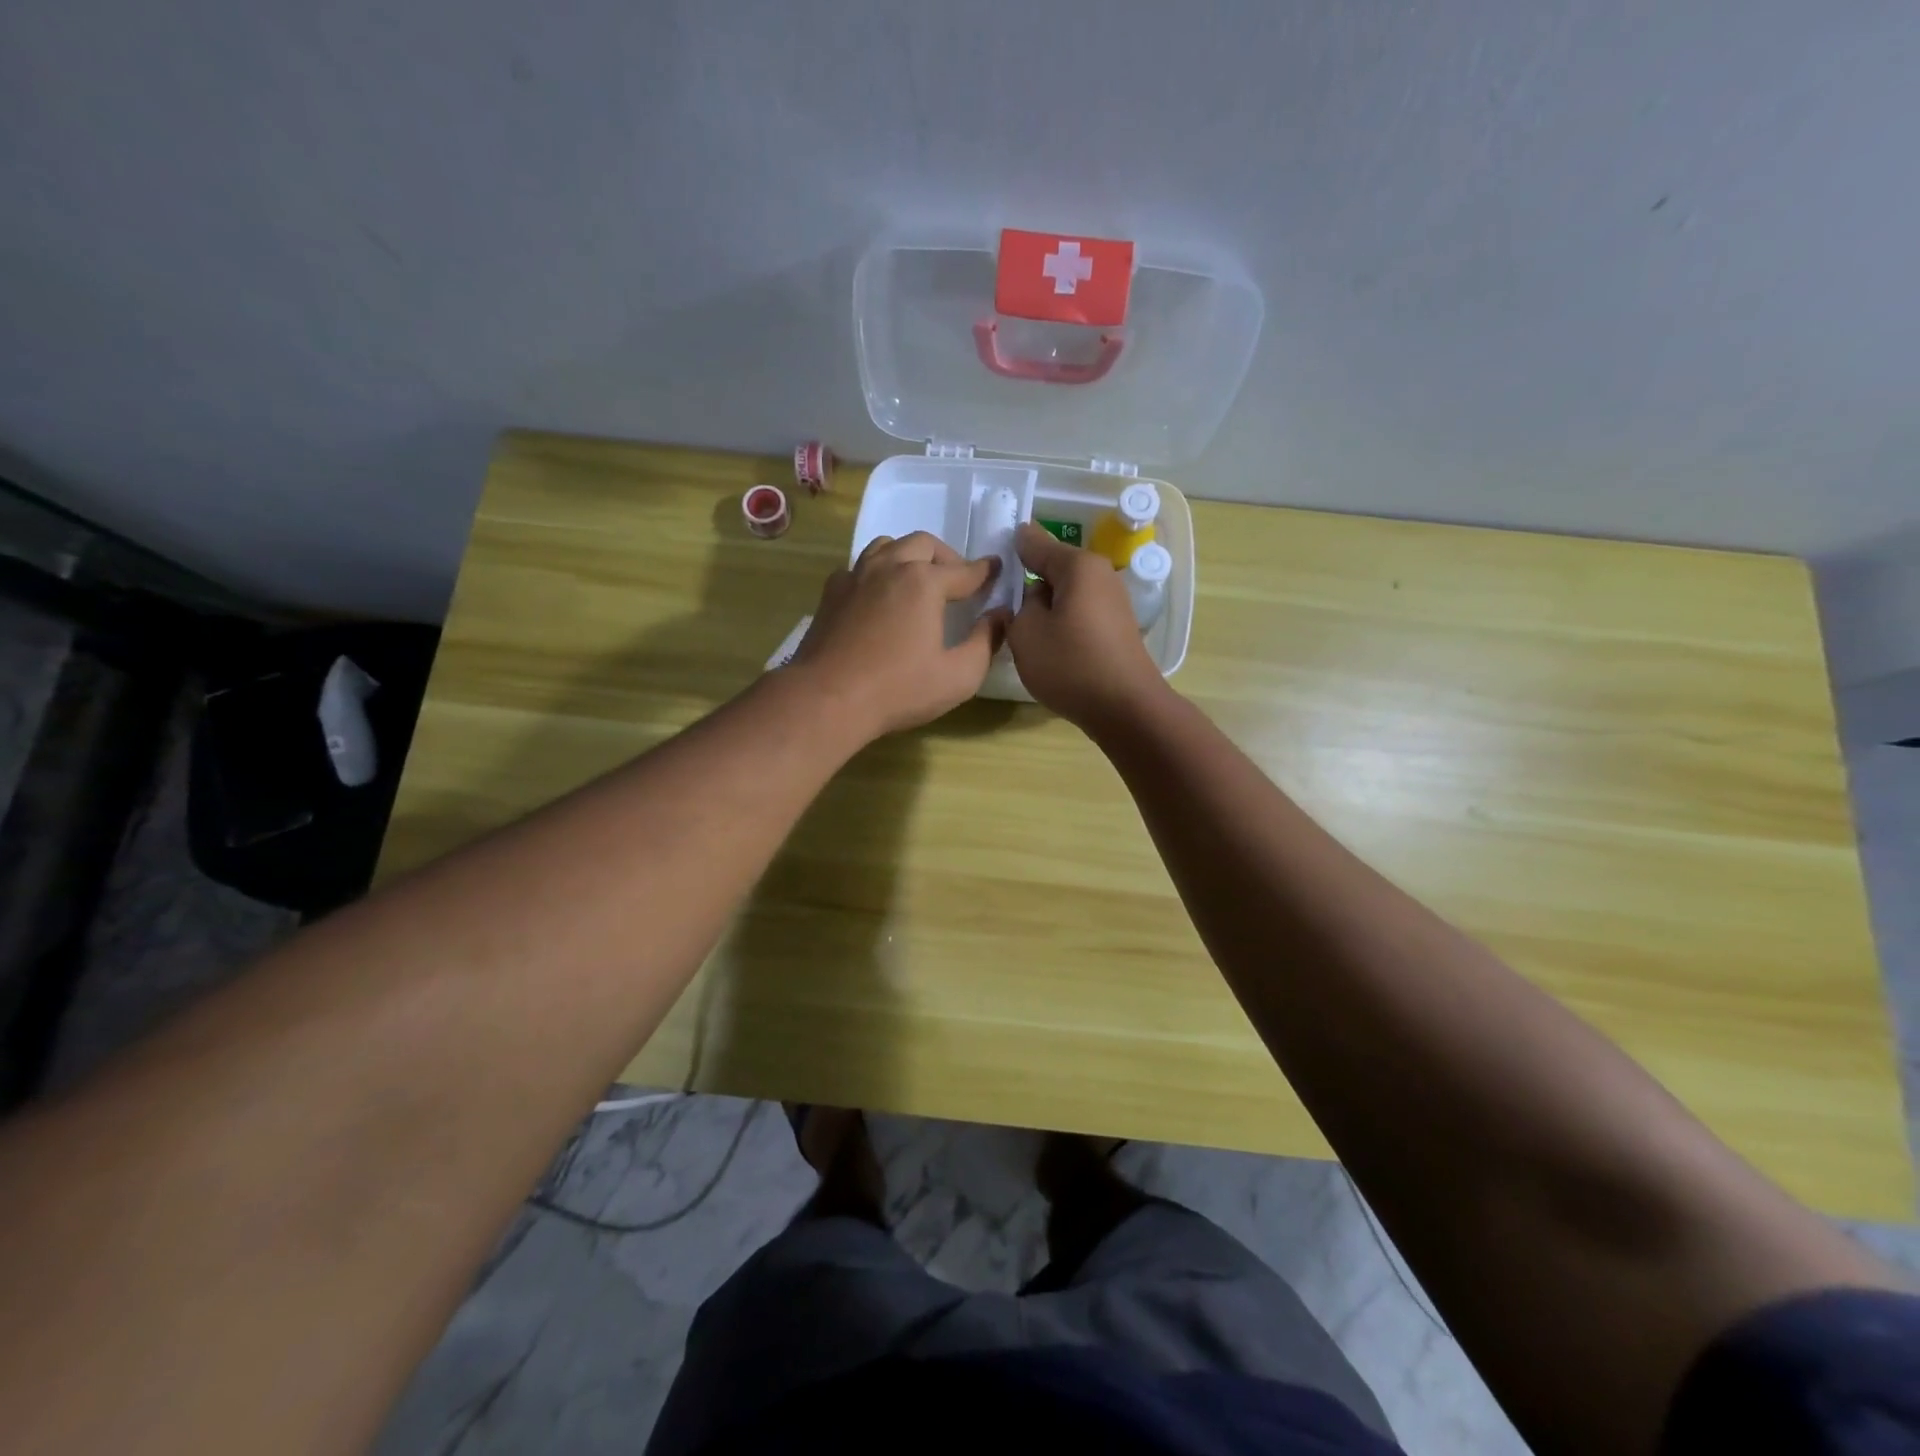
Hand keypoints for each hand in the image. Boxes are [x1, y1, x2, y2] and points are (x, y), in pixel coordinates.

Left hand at [790, 531, 1005, 739]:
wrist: (827, 699)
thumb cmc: (899, 690)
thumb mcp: (959, 676)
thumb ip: (986, 641)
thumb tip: (1000, 615)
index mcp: (924, 582)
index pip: (965, 570)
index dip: (985, 571)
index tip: (996, 569)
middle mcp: (890, 567)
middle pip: (924, 544)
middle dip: (947, 557)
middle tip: (958, 579)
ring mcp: (855, 576)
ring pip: (887, 546)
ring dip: (909, 555)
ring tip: (918, 579)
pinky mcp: (831, 593)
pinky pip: (859, 567)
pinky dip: (877, 572)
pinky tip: (878, 596)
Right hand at [1007, 523, 1165, 730]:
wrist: (1125, 708)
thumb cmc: (1071, 665)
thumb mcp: (1026, 633)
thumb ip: (1021, 604)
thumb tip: (1033, 594)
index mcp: (1078, 566)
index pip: (1035, 543)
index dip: (1011, 546)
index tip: (990, 552)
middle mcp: (1100, 575)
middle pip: (1053, 567)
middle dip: (1028, 578)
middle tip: (998, 594)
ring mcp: (1112, 602)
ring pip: (1066, 593)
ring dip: (1045, 603)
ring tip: (1019, 623)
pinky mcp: (1116, 627)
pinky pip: (1079, 612)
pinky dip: (1061, 620)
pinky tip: (1047, 641)